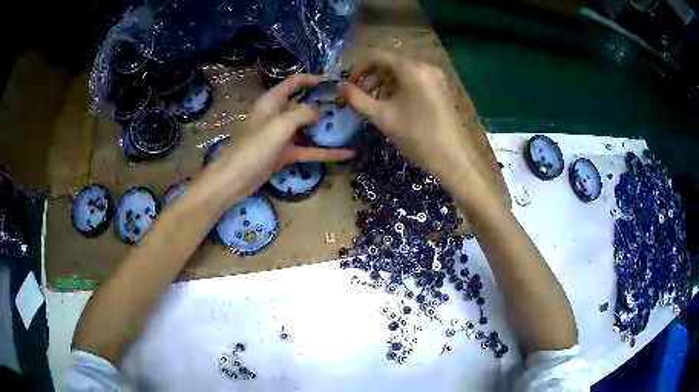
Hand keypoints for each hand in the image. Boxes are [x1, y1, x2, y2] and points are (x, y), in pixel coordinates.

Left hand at [204, 74, 354, 204]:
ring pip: (308, 127)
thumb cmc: (254, 146)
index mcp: (272, 101)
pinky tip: (346, 154)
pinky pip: (308, 149)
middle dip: (324, 104)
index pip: (295, 82)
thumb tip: (318, 111)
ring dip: (326, 128)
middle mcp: (277, 114)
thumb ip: (302, 113)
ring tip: (350, 126)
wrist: (235, 179)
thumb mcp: (280, 125)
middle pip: (304, 104)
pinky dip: (325, 152)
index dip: (314, 79)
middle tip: (348, 106)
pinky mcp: (284, 153)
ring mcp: (281, 135)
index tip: (336, 83)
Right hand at [340, 52, 489, 194]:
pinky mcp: (441, 89)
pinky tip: (394, 106)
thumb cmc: (417, 136)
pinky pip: (414, 81)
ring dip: (384, 84)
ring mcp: (436, 77)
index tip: (348, 85)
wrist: (453, 158)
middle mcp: (426, 66)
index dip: (358, 67)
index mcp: (412, 69)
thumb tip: (341, 87)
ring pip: (402, 73)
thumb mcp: (382, 117)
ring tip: (375, 105)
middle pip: (391, 63)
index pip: (378, 56)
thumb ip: (357, 99)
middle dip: (371, 78)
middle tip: (360, 98)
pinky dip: (399, 88)